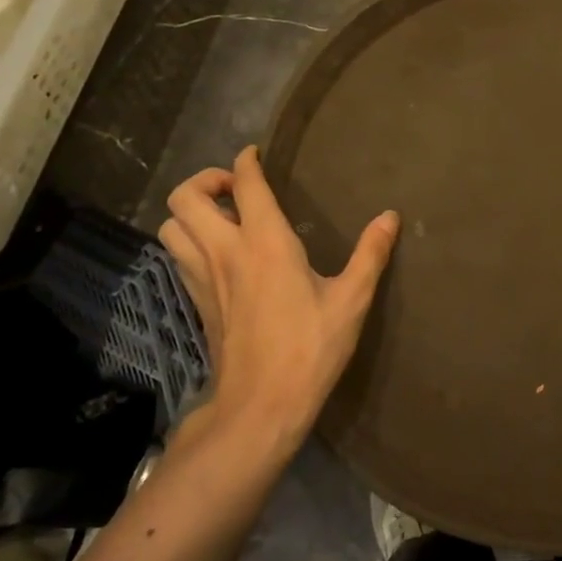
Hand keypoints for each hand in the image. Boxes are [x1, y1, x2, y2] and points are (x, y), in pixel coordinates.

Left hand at [158, 146, 398, 445]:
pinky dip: (190, 242)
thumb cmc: (310, 349)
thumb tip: (390, 216)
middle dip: (206, 180)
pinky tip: (219, 255)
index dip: (246, 161)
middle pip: (186, 198)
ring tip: (223, 218)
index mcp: (266, 243)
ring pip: (171, 226)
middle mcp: (225, 252)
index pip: (244, 184)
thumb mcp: (351, 301)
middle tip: (237, 189)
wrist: (260, 406)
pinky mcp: (197, 302)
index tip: (256, 154)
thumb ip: (370, 254)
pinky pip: (178, 256)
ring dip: (191, 212)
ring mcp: (203, 278)